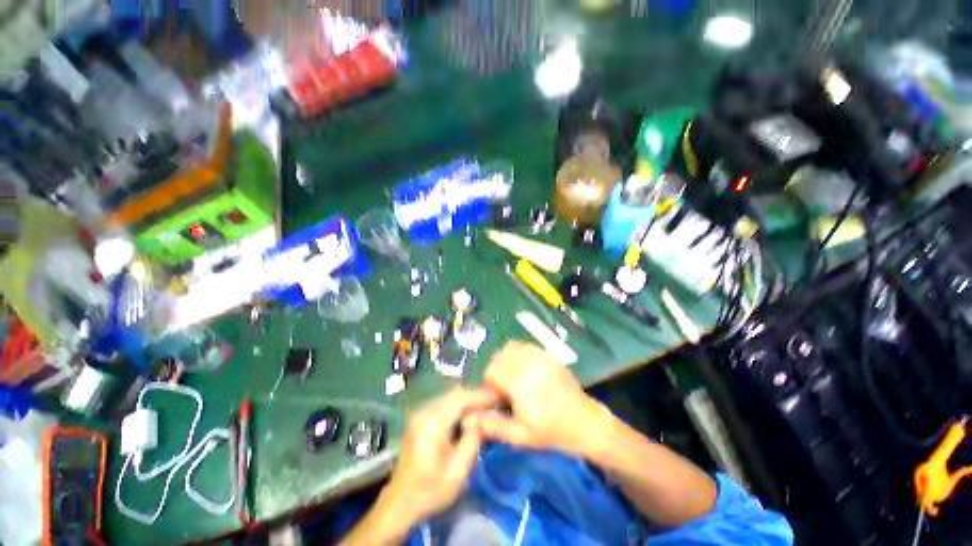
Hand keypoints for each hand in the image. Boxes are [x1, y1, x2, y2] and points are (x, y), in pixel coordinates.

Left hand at [382, 388, 497, 526]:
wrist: (400, 503)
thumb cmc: (430, 490)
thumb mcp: (458, 470)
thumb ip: (472, 439)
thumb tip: (480, 417)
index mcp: (432, 423)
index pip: (460, 399)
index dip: (480, 396)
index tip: (498, 397)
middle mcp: (424, 412)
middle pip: (454, 394)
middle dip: (475, 396)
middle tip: (494, 402)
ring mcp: (420, 413)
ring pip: (449, 397)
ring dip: (468, 400)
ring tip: (485, 408)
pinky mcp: (420, 418)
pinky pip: (443, 403)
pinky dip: (458, 406)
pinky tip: (468, 415)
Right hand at [474, 341, 611, 455]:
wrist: (585, 422)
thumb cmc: (552, 431)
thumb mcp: (521, 436)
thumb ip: (493, 425)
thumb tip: (467, 419)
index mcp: (520, 382)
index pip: (492, 370)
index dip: (489, 384)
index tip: (498, 398)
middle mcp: (528, 363)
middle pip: (499, 356)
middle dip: (497, 371)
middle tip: (506, 390)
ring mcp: (540, 356)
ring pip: (511, 347)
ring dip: (507, 360)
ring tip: (515, 379)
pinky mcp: (548, 354)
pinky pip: (526, 346)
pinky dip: (519, 354)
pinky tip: (526, 371)